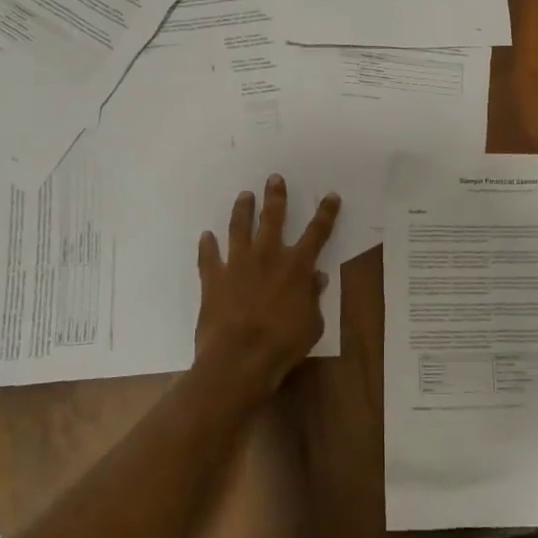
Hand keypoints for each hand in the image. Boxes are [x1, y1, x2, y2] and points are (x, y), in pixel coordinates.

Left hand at [194, 174, 340, 400]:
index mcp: (297, 266)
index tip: (331, 195)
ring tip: (244, 195)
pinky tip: (206, 236)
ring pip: (239, 228)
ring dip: (242, 210)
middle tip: (274, 178)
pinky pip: (208, 257)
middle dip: (276, 196)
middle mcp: (268, 256)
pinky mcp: (213, 278)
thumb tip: (317, 278)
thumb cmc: (283, 344)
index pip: (317, 233)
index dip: (326, 213)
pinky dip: (207, 246)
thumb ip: (313, 298)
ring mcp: (238, 264)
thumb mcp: (312, 324)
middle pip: (273, 218)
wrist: (239, 359)